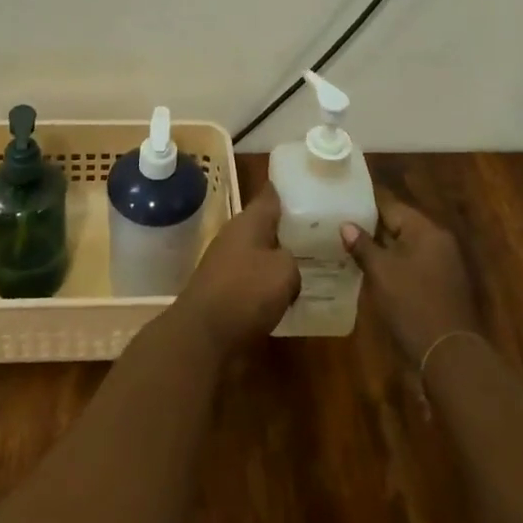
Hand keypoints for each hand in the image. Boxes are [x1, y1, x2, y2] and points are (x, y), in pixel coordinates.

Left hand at [172, 183, 299, 356]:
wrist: (203, 336)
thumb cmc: (245, 292)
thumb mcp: (284, 271)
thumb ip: (292, 260)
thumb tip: (287, 265)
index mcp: (248, 221)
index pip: (269, 196)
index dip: (286, 190)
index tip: (306, 186)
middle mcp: (235, 236)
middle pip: (265, 225)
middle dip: (287, 229)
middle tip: (318, 233)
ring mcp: (226, 263)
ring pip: (259, 253)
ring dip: (277, 259)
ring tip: (308, 266)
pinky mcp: (223, 291)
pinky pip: (252, 280)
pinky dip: (267, 285)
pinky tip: (286, 297)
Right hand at [342, 190, 479, 365]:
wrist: (449, 356)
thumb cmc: (412, 305)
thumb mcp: (381, 273)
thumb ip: (363, 245)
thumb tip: (346, 225)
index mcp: (426, 231)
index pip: (391, 206)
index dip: (365, 207)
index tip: (342, 207)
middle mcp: (439, 242)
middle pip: (400, 226)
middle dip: (373, 230)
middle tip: (342, 230)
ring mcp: (444, 265)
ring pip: (406, 248)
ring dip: (383, 250)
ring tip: (352, 251)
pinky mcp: (443, 287)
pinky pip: (414, 266)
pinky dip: (396, 267)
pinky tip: (374, 275)